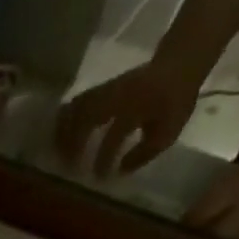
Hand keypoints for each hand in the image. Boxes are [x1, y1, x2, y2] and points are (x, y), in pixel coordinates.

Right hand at [54, 60, 202, 177]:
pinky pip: (76, 105)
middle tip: (66, 167)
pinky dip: (66, 121)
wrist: (180, 62)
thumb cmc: (175, 99)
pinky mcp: (100, 90)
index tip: (96, 177)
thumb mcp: (168, 131)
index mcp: (134, 106)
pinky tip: (63, 136)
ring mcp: (106, 90)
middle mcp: (115, 96)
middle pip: (83, 118)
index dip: (103, 158)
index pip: (114, 135)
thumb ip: (144, 153)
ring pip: (74, 109)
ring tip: (58, 153)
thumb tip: (119, 171)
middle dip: (71, 144)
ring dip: (63, 132)